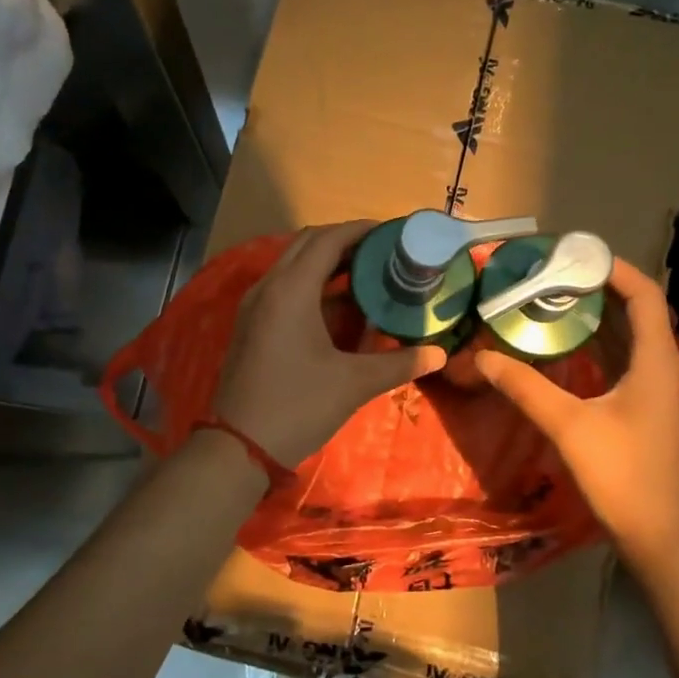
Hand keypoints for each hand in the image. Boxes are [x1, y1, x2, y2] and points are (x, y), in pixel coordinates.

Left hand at [213, 221, 447, 466]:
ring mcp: (255, 305)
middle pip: (308, 244)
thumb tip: (439, 354)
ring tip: (368, 273)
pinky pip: (285, 286)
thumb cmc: (297, 406)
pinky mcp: (251, 324)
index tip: (394, 232)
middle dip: (346, 241)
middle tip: (384, 251)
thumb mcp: (353, 383)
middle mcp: (268, 287)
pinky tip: (340, 305)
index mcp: (291, 290)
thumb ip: (399, 363)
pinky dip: (313, 283)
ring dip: (328, 262)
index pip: (328, 240)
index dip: (361, 230)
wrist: (239, 447)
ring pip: (294, 264)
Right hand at [476, 258, 678, 572]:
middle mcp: (664, 369)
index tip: (575, 255)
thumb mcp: (569, 427)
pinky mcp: (649, 411)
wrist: (663, 536)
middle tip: (553, 276)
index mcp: (657, 363)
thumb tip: (483, 357)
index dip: (616, 269)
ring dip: (599, 318)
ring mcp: (659, 392)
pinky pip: (626, 363)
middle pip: (638, 312)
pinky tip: (567, 349)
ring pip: (631, 339)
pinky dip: (600, 347)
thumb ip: (526, 388)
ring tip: (554, 302)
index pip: (645, 296)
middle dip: (599, 290)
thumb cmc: (624, 476)